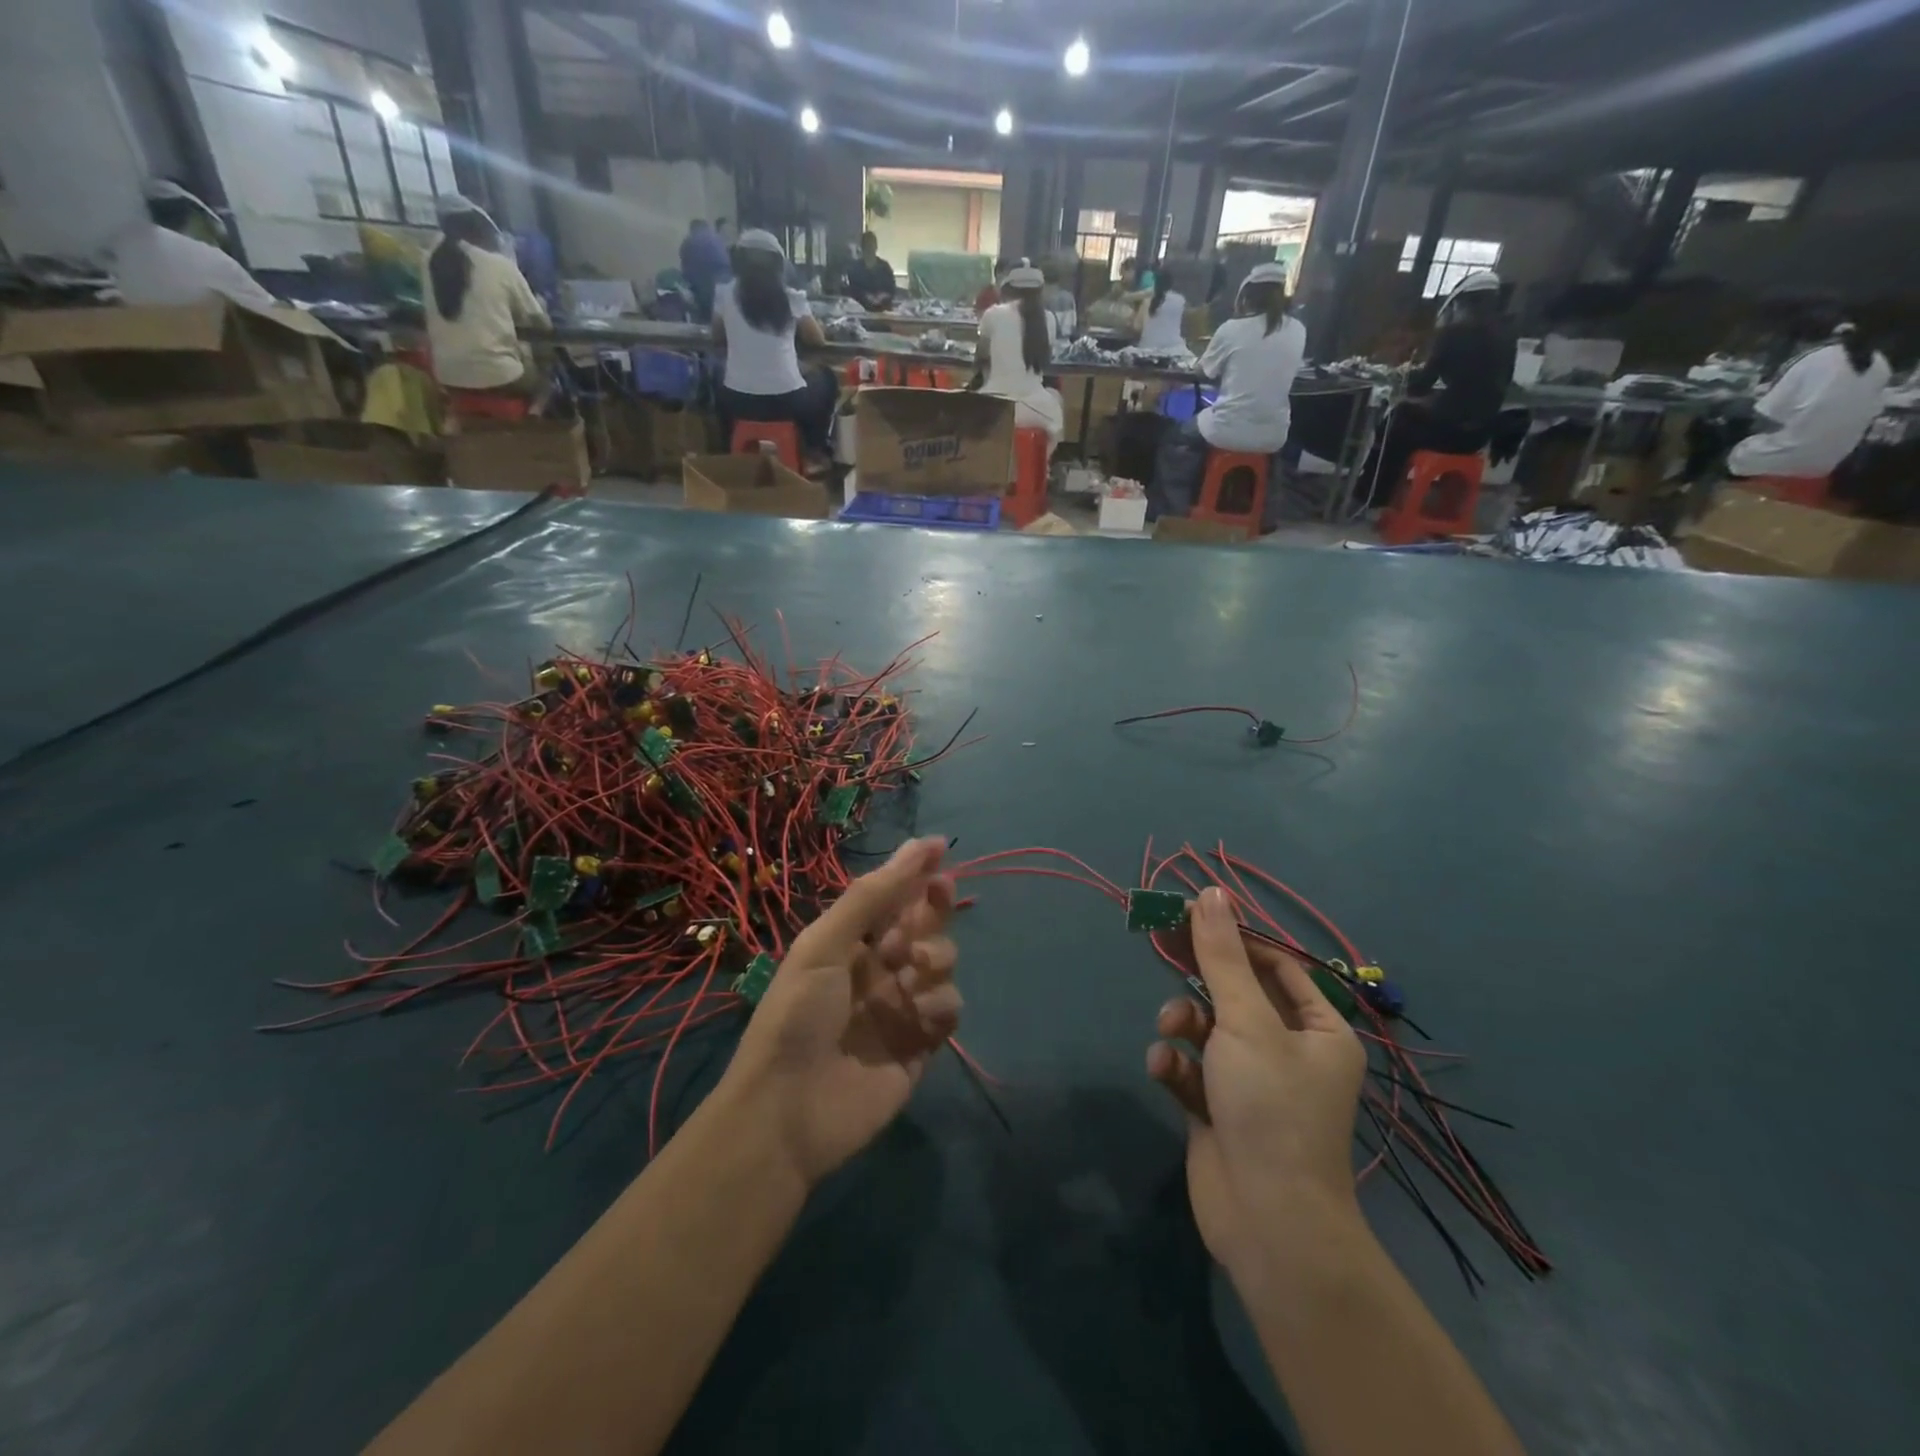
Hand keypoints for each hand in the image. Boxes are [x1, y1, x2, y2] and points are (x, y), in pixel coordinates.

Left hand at [721, 837, 959, 1188]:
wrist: (788, 1111)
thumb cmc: (798, 1015)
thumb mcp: (825, 944)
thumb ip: (873, 896)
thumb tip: (922, 844)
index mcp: (851, 943)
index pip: (894, 897)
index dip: (917, 873)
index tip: (941, 852)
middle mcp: (880, 969)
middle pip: (925, 925)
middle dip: (933, 909)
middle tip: (937, 897)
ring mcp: (901, 1007)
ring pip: (942, 963)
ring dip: (936, 956)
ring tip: (912, 970)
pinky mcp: (920, 1046)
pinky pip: (948, 1010)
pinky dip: (940, 1005)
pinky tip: (920, 1014)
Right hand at [1146, 887, 1366, 1277]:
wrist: (1268, 1222)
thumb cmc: (1271, 1107)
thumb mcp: (1245, 1020)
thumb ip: (1221, 956)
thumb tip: (1210, 892)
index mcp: (1318, 1028)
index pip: (1274, 964)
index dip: (1232, 938)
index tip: (1187, 916)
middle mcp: (1288, 1050)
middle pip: (1235, 993)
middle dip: (1199, 979)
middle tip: (1159, 945)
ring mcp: (1251, 1082)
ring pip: (1207, 1029)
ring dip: (1183, 1024)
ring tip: (1170, 1032)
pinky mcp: (1218, 1109)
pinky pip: (1191, 1069)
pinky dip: (1176, 1065)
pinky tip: (1165, 1072)